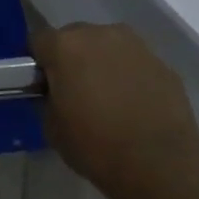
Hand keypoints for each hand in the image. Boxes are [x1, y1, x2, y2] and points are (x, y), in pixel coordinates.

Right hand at [31, 23, 198, 198]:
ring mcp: (135, 45)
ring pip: (107, 46)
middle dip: (70, 58)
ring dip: (102, 63)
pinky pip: (134, 63)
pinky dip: (129, 76)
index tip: (41, 85)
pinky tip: (134, 105)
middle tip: (74, 91)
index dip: (36, 63)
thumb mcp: (52, 128)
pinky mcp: (162, 62)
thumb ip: (47, 99)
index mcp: (65, 46)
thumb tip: (55, 93)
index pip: (38, 41)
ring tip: (108, 97)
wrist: (161, 164)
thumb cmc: (96, 146)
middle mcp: (99, 34)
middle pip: (74, 38)